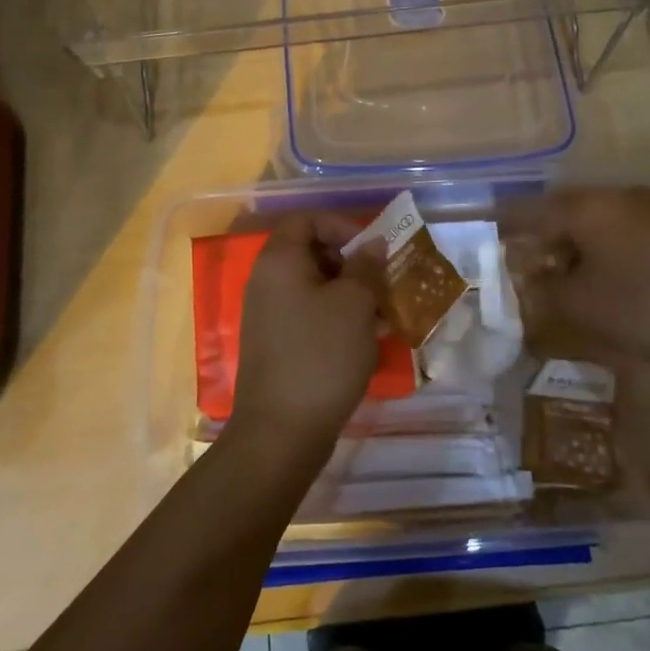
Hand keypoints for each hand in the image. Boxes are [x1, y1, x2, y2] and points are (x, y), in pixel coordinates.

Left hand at [231, 213, 385, 449]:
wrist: (282, 431)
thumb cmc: (321, 355)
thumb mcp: (355, 304)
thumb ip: (366, 266)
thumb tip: (372, 244)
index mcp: (279, 261)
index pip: (306, 219)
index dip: (340, 224)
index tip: (371, 248)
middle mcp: (267, 281)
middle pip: (311, 252)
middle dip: (351, 262)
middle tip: (382, 282)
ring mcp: (269, 315)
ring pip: (315, 287)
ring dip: (350, 293)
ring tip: (382, 314)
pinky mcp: (277, 344)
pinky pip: (310, 315)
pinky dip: (337, 318)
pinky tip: (366, 340)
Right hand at [500, 186, 649, 369]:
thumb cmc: (647, 303)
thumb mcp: (583, 307)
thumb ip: (544, 294)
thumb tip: (524, 285)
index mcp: (584, 208)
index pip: (527, 210)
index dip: (501, 225)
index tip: (483, 237)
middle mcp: (612, 197)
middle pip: (560, 212)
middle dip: (537, 238)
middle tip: (521, 265)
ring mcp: (646, 208)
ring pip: (591, 221)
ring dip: (569, 246)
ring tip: (560, 277)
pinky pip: (618, 231)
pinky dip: (599, 250)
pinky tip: (603, 279)